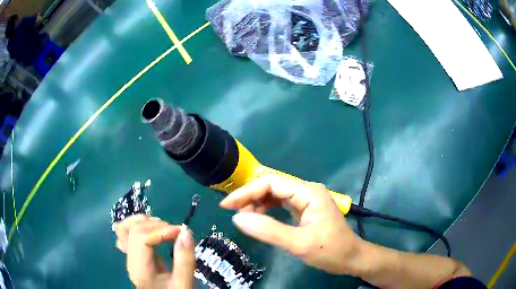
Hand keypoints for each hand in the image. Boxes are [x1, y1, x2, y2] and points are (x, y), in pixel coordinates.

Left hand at [114, 215, 194, 288]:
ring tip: (163, 228)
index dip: (161, 230)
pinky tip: (150, 230)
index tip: (181, 232)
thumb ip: (185, 260)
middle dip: (155, 225)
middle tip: (175, 231)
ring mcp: (129, 257)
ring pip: (124, 228)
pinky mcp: (133, 255)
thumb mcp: (183, 283)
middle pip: (132, 230)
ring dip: (144, 222)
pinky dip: (137, 226)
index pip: (141, 238)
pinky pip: (126, 234)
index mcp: (141, 269)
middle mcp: (130, 260)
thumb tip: (186, 232)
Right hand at [219, 176, 365, 274]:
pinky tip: (258, 218)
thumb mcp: (299, 243)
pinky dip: (266, 209)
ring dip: (257, 203)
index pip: (271, 183)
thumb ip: (268, 231)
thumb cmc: (330, 250)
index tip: (226, 205)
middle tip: (233, 213)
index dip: (246, 192)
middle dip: (250, 197)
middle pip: (272, 186)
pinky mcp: (304, 209)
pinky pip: (280, 204)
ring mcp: (306, 199)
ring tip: (243, 217)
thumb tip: (237, 219)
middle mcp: (307, 190)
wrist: (350, 258)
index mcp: (308, 192)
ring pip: (275, 195)